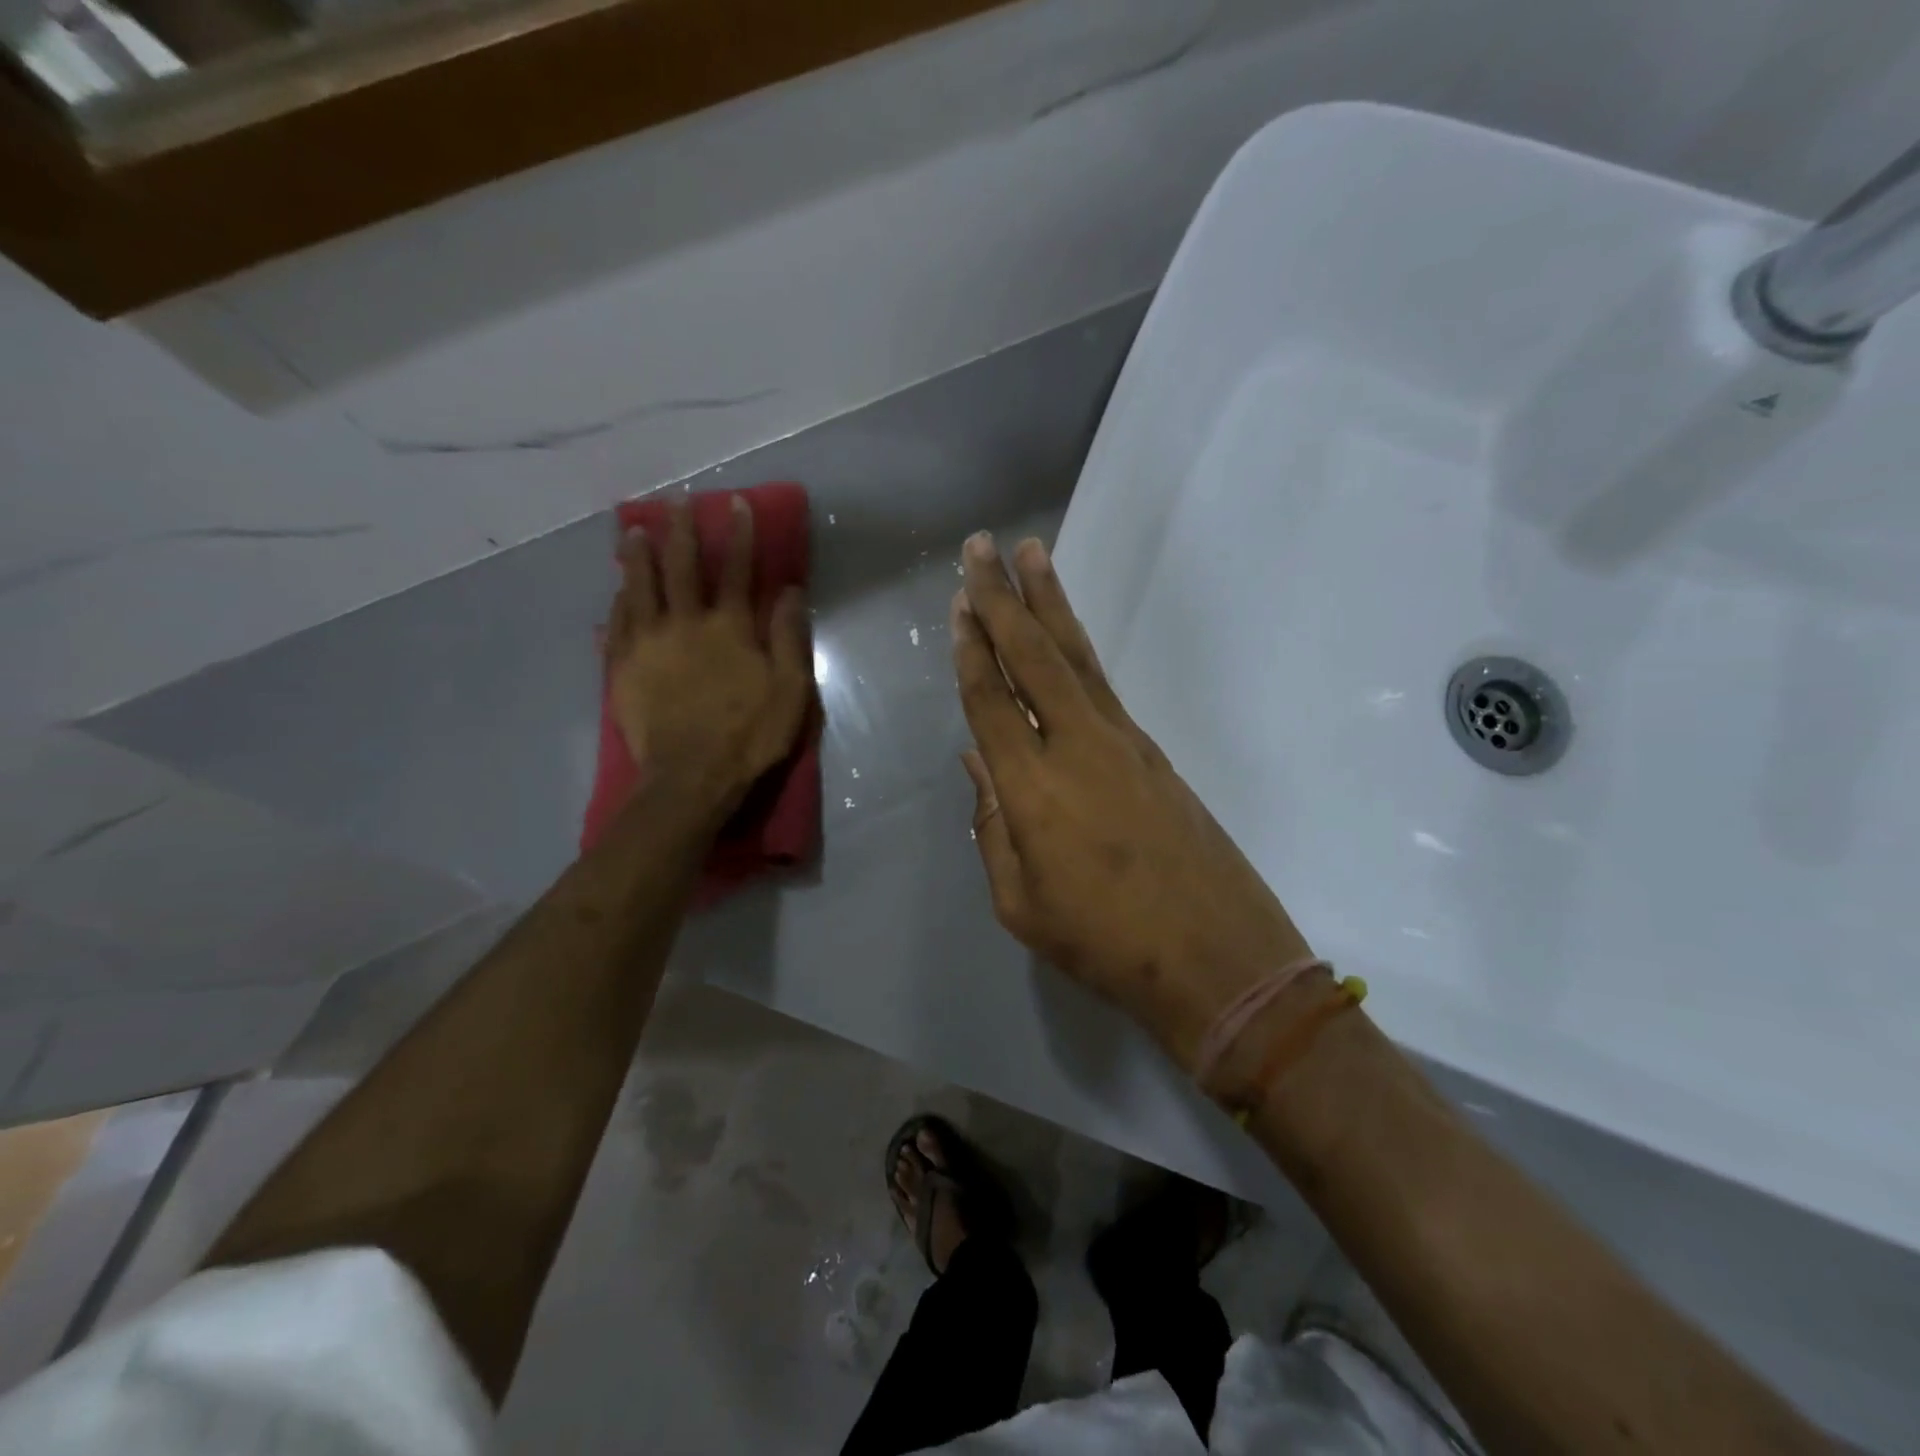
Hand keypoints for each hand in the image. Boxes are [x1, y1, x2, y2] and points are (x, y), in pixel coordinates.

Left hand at [607, 495, 812, 815]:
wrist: (691, 777)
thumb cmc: (749, 735)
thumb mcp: (790, 690)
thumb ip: (789, 638)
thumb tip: (790, 591)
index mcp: (730, 628)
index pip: (737, 570)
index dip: (739, 535)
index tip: (736, 504)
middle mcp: (686, 623)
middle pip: (682, 567)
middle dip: (681, 531)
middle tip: (675, 502)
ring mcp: (648, 643)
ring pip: (640, 587)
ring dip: (639, 555)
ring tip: (634, 531)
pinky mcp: (622, 667)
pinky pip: (617, 623)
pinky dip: (618, 601)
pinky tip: (617, 590)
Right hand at [951, 533, 1313, 1071]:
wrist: (1217, 958)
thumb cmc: (1105, 944)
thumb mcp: (1022, 903)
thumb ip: (992, 827)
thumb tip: (977, 764)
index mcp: (1033, 789)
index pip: (991, 701)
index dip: (970, 649)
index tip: (957, 602)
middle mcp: (1077, 747)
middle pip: (1032, 656)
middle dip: (1001, 597)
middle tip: (981, 546)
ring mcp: (1122, 742)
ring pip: (1075, 657)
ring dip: (1048, 602)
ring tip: (1030, 553)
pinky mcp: (1151, 751)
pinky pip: (1100, 684)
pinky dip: (1076, 647)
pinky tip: (1063, 633)